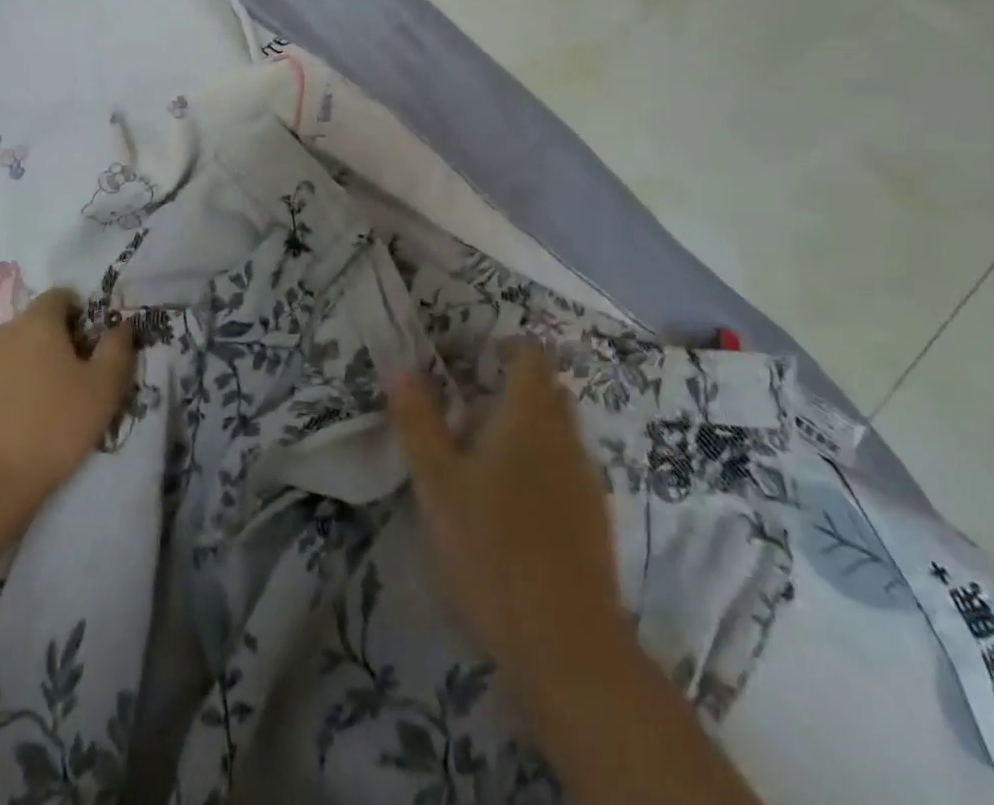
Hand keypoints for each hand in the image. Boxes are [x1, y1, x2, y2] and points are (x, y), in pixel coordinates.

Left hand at [0, 288, 134, 540]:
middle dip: (52, 343)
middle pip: (33, 325)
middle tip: (70, 382)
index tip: (89, 346)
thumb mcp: (103, 391)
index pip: (59, 296)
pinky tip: (9, 425)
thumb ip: (117, 349)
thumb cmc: (51, 430)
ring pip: (7, 353)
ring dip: (24, 367)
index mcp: (36, 323)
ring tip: (38, 408)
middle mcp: (0, 332)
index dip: (79, 314)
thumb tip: (121, 325)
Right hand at [387, 343, 624, 694]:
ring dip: (521, 434)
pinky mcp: (593, 522)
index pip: (531, 356)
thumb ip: (418, 420)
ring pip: (555, 435)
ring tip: (477, 465)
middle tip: (462, 415)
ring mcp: (586, 482)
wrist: (566, 646)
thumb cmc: (491, 547)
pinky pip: (563, 472)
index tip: (472, 360)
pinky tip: (507, 511)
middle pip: (544, 394)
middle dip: (507, 393)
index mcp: (530, 416)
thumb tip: (400, 366)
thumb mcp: (437, 482)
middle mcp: (566, 438)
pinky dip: (536, 470)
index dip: (505, 347)